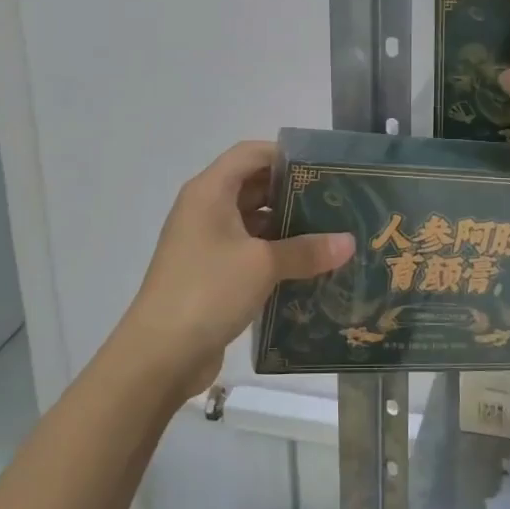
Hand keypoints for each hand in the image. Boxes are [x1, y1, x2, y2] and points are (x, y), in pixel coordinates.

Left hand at [121, 141, 353, 397]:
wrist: (159, 354)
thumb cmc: (208, 290)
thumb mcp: (263, 265)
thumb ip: (307, 250)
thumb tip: (350, 242)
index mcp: (210, 192)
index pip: (250, 153)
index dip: (285, 155)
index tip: (323, 169)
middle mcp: (204, 209)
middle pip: (252, 185)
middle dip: (291, 192)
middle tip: (334, 201)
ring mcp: (204, 242)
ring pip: (251, 221)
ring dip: (285, 226)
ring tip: (328, 233)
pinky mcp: (209, 273)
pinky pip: (247, 251)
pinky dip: (273, 253)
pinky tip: (306, 266)